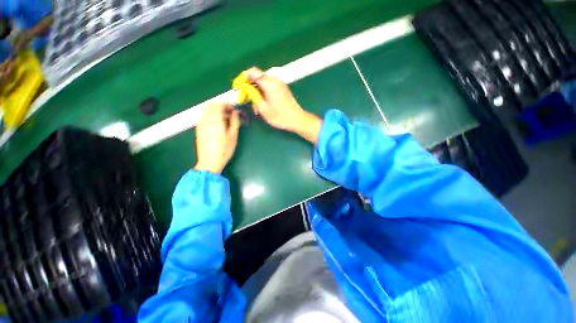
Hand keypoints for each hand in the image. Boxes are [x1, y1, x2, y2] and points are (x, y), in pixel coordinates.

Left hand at [194, 103, 240, 173]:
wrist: (209, 162)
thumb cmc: (224, 150)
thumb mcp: (233, 136)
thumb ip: (235, 122)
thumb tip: (236, 112)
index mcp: (215, 120)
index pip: (219, 105)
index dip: (228, 105)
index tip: (234, 110)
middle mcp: (205, 119)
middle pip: (211, 105)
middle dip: (221, 106)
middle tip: (230, 114)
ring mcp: (200, 124)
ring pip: (206, 110)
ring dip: (216, 111)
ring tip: (225, 121)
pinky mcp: (198, 129)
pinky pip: (204, 117)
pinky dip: (211, 117)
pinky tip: (218, 126)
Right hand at [245, 67, 321, 143]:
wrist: (297, 119)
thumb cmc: (280, 116)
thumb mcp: (263, 108)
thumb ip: (253, 96)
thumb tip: (245, 88)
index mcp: (269, 83)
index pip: (252, 72)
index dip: (243, 78)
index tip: (239, 87)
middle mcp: (275, 80)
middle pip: (258, 77)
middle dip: (250, 86)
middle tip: (246, 99)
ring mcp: (280, 84)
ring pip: (263, 83)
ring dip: (257, 91)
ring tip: (256, 105)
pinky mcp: (282, 88)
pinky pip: (270, 86)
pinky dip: (264, 92)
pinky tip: (264, 103)